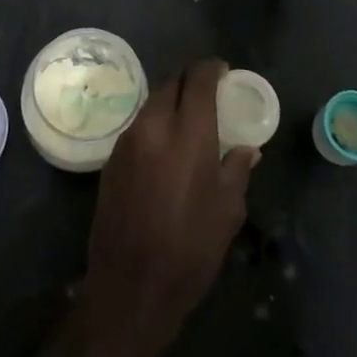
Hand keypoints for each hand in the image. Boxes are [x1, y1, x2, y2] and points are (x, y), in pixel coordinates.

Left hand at [79, 60, 256, 356]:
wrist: (130, 287)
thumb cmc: (190, 250)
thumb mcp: (228, 212)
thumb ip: (236, 170)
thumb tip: (246, 150)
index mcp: (187, 134)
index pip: (198, 80)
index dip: (212, 69)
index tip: (223, 71)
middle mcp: (153, 127)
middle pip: (170, 84)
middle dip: (189, 81)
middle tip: (207, 94)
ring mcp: (127, 142)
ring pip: (151, 103)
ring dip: (170, 102)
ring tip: (188, 120)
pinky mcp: (111, 160)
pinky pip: (138, 126)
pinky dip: (155, 124)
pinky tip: (166, 146)